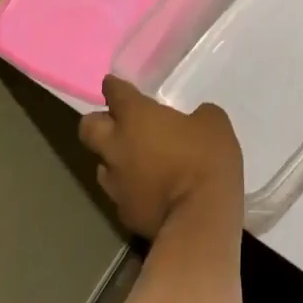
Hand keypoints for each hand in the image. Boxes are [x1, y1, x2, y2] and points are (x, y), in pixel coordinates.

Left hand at [78, 76, 243, 238]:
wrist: (199, 219)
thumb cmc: (205, 160)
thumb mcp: (214, 123)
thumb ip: (197, 116)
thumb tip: (194, 120)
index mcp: (136, 117)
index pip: (114, 93)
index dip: (114, 86)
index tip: (113, 83)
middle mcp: (117, 147)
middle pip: (88, 128)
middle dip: (98, 122)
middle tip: (117, 121)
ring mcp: (116, 183)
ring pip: (101, 163)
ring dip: (114, 157)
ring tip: (134, 159)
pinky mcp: (122, 213)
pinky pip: (119, 192)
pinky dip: (130, 187)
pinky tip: (148, 188)